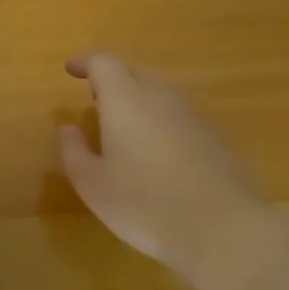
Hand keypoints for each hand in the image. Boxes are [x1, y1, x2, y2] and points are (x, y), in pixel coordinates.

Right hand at [59, 54, 264, 276]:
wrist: (220, 226)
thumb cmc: (144, 203)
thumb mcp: (93, 184)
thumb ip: (74, 152)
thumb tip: (68, 129)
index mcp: (125, 99)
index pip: (103, 63)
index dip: (85, 62)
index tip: (71, 70)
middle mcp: (160, 96)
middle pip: (134, 73)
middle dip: (112, 80)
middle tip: (95, 99)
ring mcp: (192, 114)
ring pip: (160, 93)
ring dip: (138, 100)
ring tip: (124, 126)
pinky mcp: (214, 136)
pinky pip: (179, 116)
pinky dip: (161, 121)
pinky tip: (157, 152)